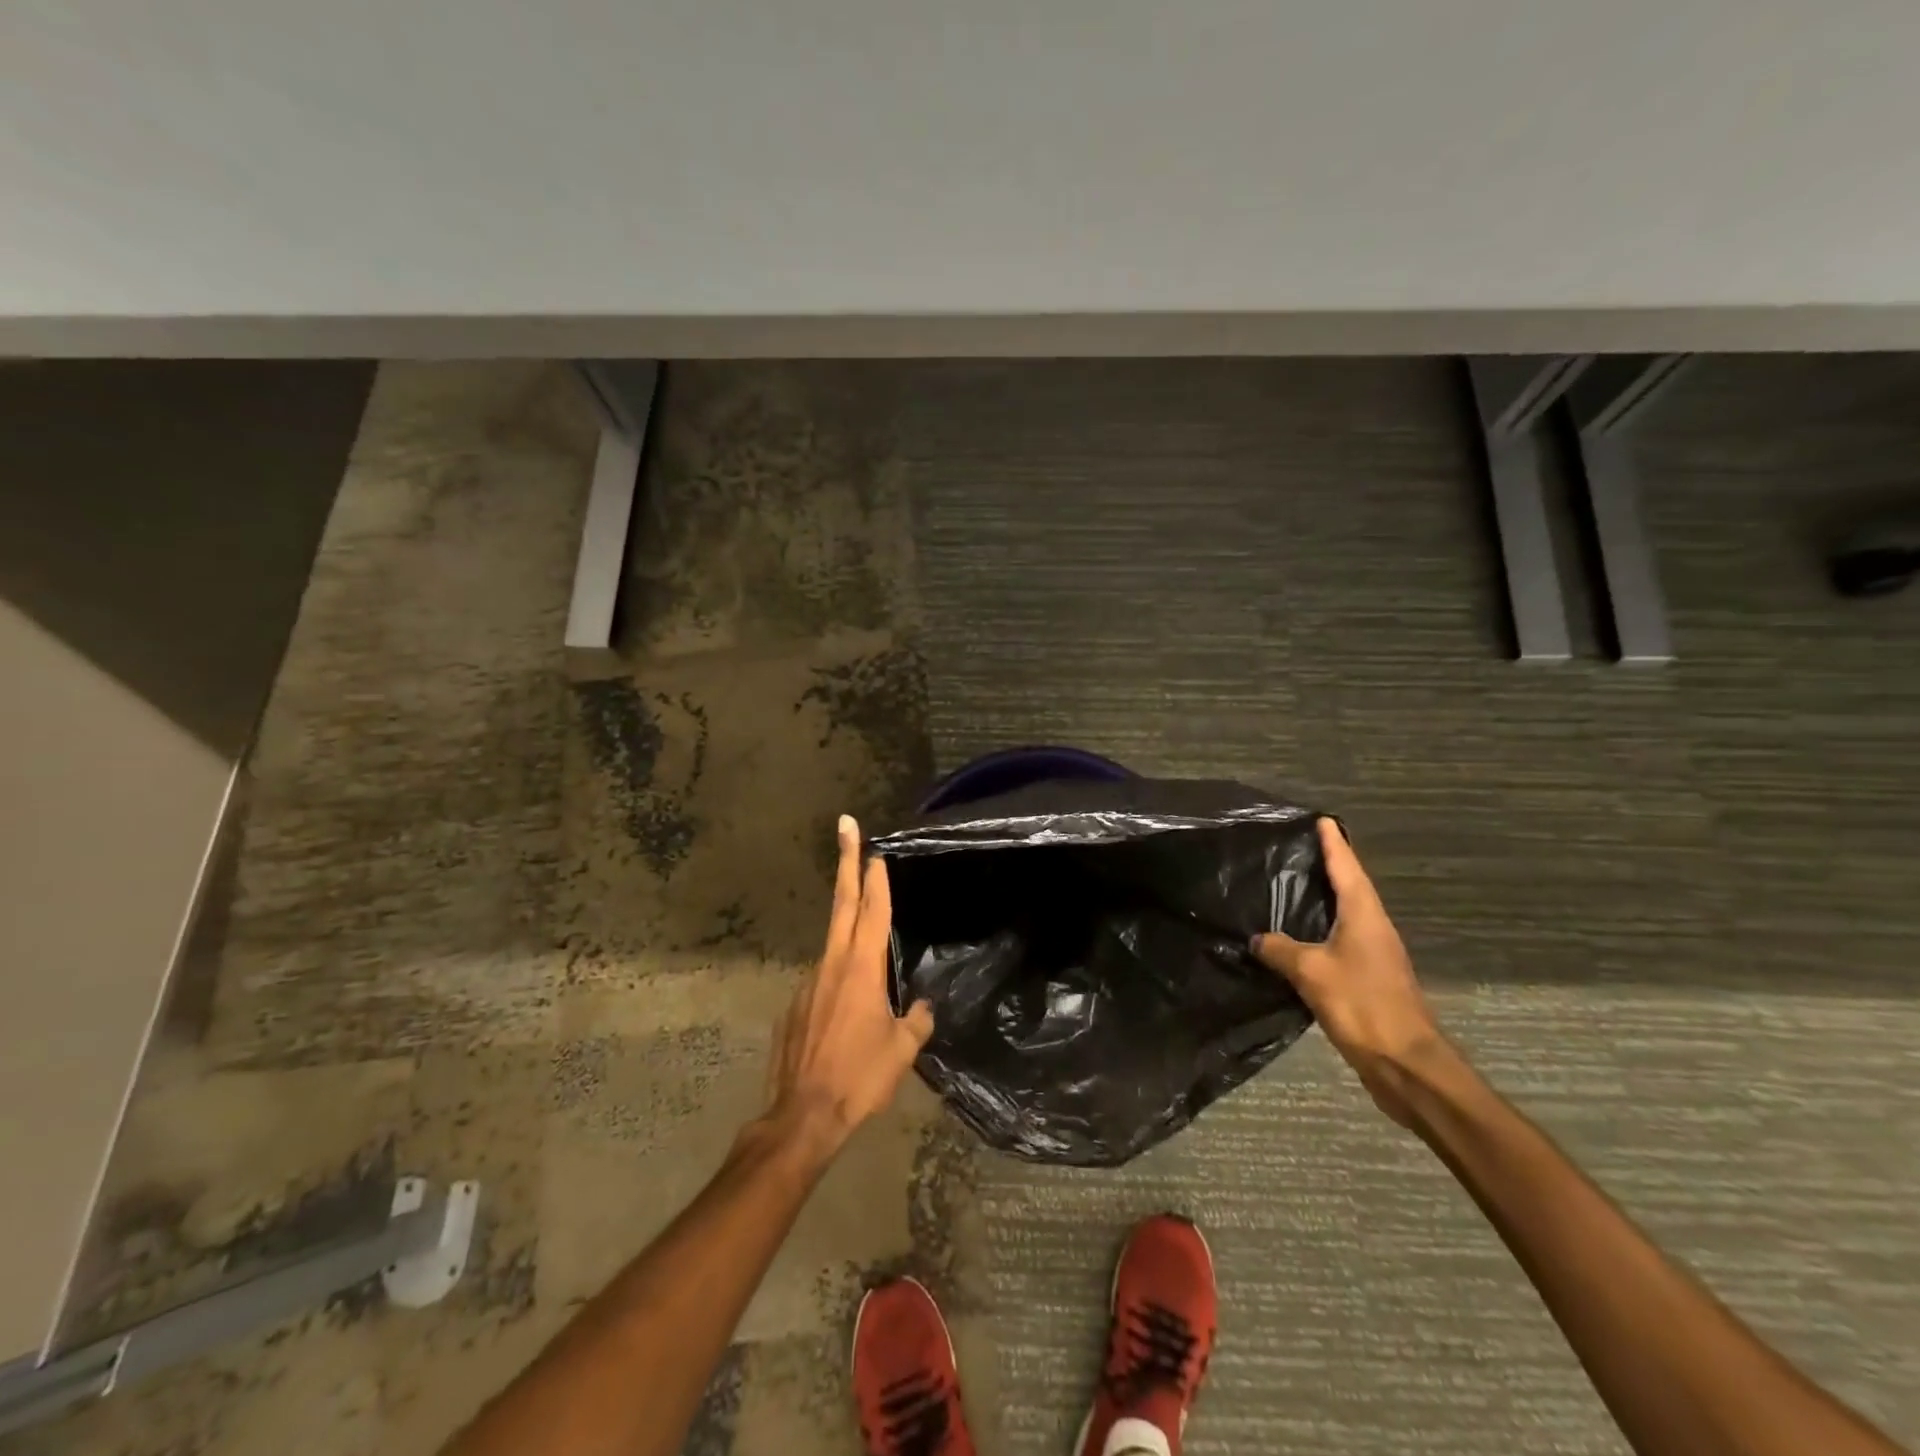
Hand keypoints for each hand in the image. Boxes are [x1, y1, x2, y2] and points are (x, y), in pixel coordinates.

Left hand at [761, 815, 933, 1160]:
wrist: (802, 1116)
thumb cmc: (859, 1077)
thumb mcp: (902, 1051)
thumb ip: (916, 1021)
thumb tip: (921, 1007)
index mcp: (861, 968)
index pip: (872, 910)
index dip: (876, 878)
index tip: (875, 849)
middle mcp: (831, 964)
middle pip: (841, 904)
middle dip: (846, 862)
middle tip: (845, 827)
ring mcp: (808, 983)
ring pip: (833, 947)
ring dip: (848, 937)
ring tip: (867, 977)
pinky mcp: (793, 1005)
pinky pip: (822, 984)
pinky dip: (836, 986)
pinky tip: (844, 1019)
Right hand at [1252, 817, 1446, 1126]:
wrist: (1406, 1064)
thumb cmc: (1363, 1005)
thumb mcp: (1312, 972)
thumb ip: (1280, 950)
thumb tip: (1257, 939)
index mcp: (1365, 916)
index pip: (1347, 867)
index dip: (1333, 843)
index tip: (1322, 819)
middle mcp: (1374, 929)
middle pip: (1350, 888)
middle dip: (1328, 866)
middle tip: (1298, 848)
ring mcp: (1374, 956)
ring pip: (1345, 916)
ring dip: (1323, 900)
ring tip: (1291, 888)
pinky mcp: (1369, 981)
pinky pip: (1339, 944)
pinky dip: (1318, 932)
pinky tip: (1296, 940)